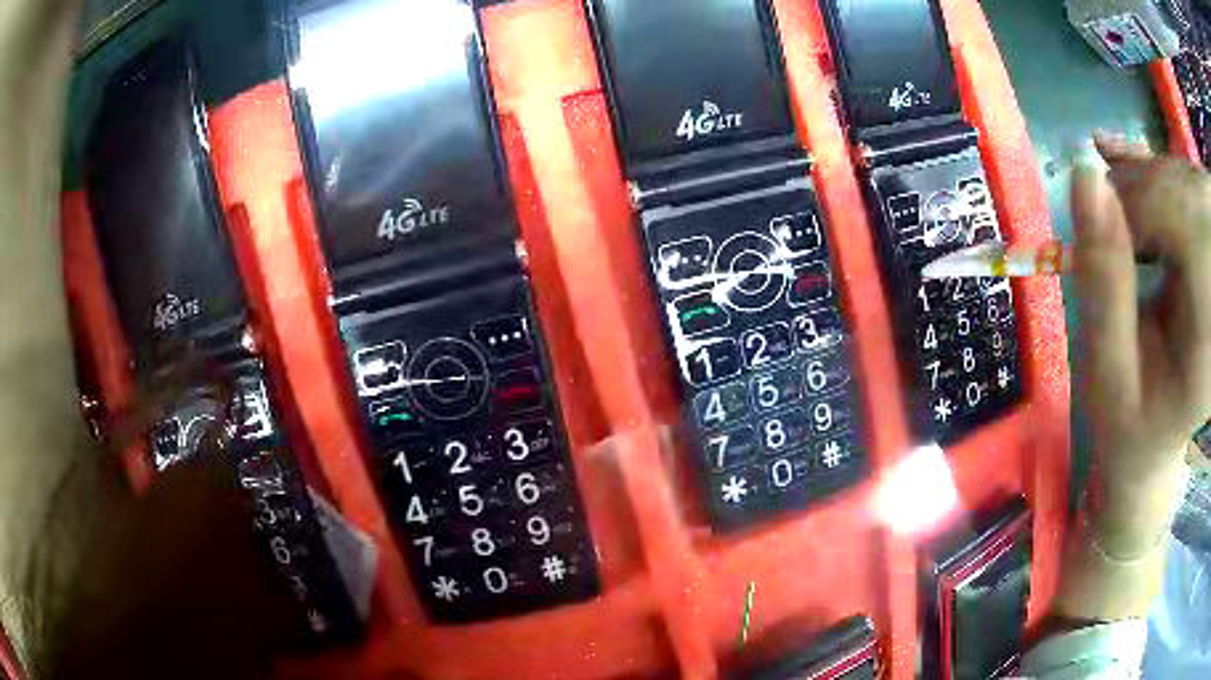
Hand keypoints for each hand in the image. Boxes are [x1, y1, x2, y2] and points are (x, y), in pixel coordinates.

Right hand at [1071, 135, 1210, 558]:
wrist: (1160, 442)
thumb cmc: (1131, 425)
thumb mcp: (1108, 371)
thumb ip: (1102, 276)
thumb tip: (1085, 174)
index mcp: (1207, 334)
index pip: (1181, 217)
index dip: (1137, 200)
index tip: (1100, 219)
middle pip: (1184, 188)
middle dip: (1143, 187)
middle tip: (1108, 214)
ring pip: (1186, 177)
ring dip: (1151, 180)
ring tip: (1123, 214)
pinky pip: (1192, 183)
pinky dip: (1163, 172)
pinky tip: (1134, 170)